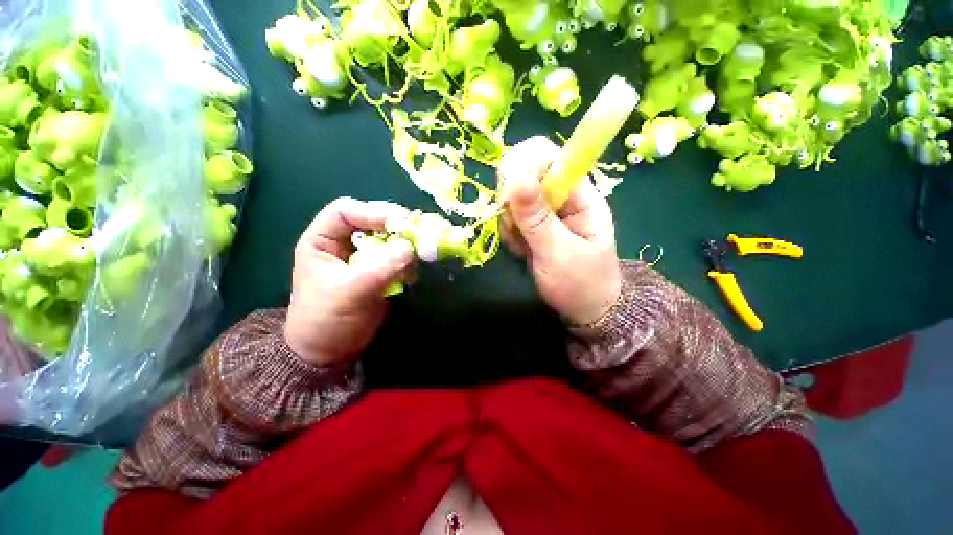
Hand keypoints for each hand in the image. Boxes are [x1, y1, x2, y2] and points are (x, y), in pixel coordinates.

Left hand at [284, 198, 414, 365]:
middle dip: (395, 227)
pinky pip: (399, 258)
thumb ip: (379, 268)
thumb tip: (409, 247)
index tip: (399, 222)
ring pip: (390, 239)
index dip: (372, 212)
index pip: (345, 211)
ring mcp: (365, 257)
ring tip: (417, 257)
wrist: (332, 351)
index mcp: (323, 240)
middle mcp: (345, 243)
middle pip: (373, 221)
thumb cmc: (326, 320)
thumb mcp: (349, 292)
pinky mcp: (381, 271)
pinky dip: (409, 263)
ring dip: (406, 245)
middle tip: (418, 234)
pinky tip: (410, 277)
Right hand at [500, 136, 621, 326]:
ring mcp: (547, 211)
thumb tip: (515, 177)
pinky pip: (510, 216)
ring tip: (522, 246)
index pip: (550, 157)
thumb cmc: (580, 284)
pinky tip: (520, 249)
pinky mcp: (534, 225)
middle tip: (515, 227)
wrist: (585, 311)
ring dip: (510, 220)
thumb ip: (537, 218)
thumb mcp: (559, 254)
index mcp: (580, 196)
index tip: (508, 196)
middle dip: (512, 199)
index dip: (525, 166)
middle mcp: (563, 197)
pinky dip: (509, 232)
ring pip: (513, 197)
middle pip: (525, 172)